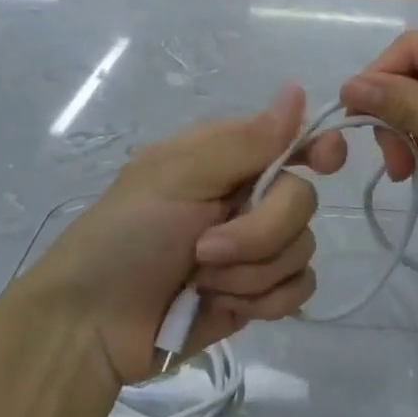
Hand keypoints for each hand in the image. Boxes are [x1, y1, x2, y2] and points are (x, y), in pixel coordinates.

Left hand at [29, 84, 346, 387]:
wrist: (93, 326)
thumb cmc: (126, 236)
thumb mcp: (177, 176)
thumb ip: (245, 141)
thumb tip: (297, 90)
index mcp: (228, 158)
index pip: (292, 140)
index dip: (317, 148)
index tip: (324, 162)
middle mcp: (248, 196)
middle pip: (302, 202)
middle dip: (259, 233)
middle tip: (205, 248)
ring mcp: (255, 248)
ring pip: (303, 249)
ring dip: (251, 273)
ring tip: (201, 281)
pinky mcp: (258, 294)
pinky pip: (298, 290)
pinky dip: (263, 301)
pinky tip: (222, 304)